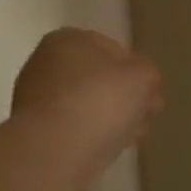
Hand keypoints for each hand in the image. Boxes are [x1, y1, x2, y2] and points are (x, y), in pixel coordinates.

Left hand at [12, 29, 163, 172]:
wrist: (54, 151)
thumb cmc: (99, 101)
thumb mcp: (142, 78)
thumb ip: (148, 75)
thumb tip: (143, 83)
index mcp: (68, 39)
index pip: (114, 50)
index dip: (139, 71)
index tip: (154, 94)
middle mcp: (47, 63)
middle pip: (99, 79)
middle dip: (126, 97)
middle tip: (148, 116)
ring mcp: (38, 99)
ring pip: (88, 105)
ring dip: (112, 118)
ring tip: (134, 136)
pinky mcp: (37, 131)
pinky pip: (75, 128)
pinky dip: (94, 135)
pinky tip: (112, 148)